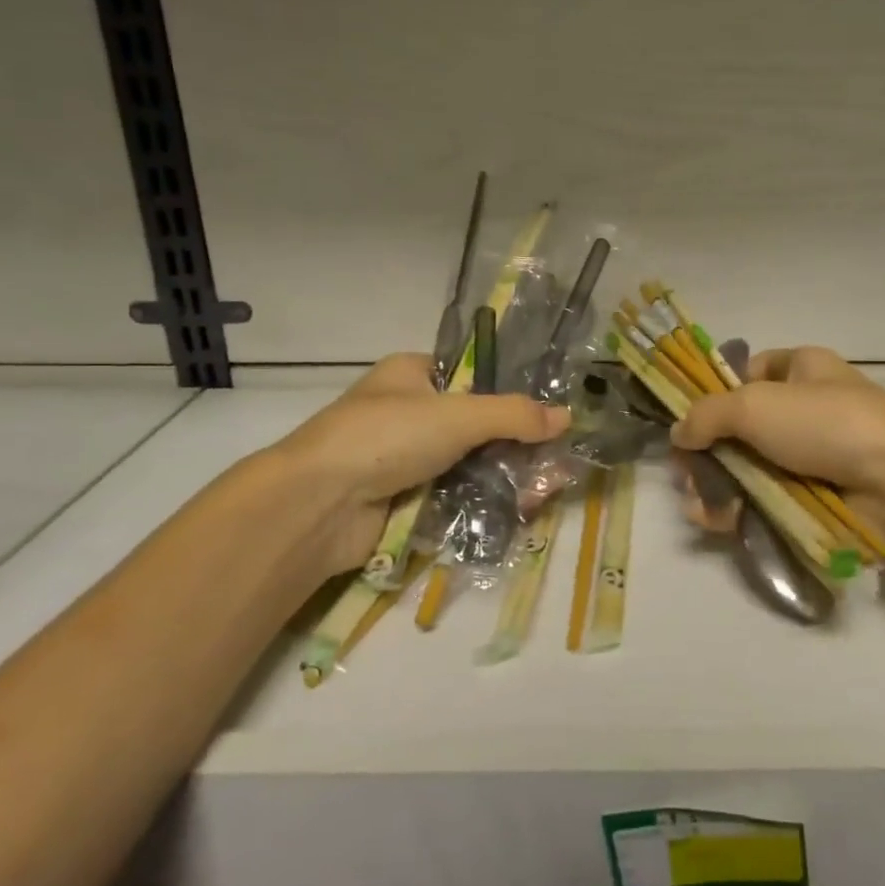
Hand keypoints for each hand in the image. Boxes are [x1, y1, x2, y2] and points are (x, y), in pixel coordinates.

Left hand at [243, 352, 568, 584]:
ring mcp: (403, 459)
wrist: (317, 504)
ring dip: (503, 476)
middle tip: (554, 461)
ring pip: (467, 463)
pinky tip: (517, 510)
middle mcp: (407, 412)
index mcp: (412, 375)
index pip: (470, 375)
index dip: (508, 392)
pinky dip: (481, 502)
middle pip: (474, 425)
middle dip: (514, 444)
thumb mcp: (458, 415)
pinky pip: (453, 496)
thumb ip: (514, 415)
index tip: (545, 414)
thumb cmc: (385, 437)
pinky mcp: (403, 499)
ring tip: (545, 490)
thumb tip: (567, 417)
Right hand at [673, 347, 884, 490]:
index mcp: (802, 369)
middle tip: (684, 475)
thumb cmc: (826, 424)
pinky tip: (717, 521)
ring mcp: (813, 456)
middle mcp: (807, 409)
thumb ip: (706, 414)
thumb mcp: (755, 404)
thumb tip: (677, 434)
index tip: (688, 421)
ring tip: (698, 506)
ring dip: (717, 486)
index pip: (749, 371)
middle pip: (741, 427)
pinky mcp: (816, 498)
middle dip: (707, 452)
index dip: (715, 393)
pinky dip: (740, 510)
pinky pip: (767, 500)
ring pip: (750, 468)